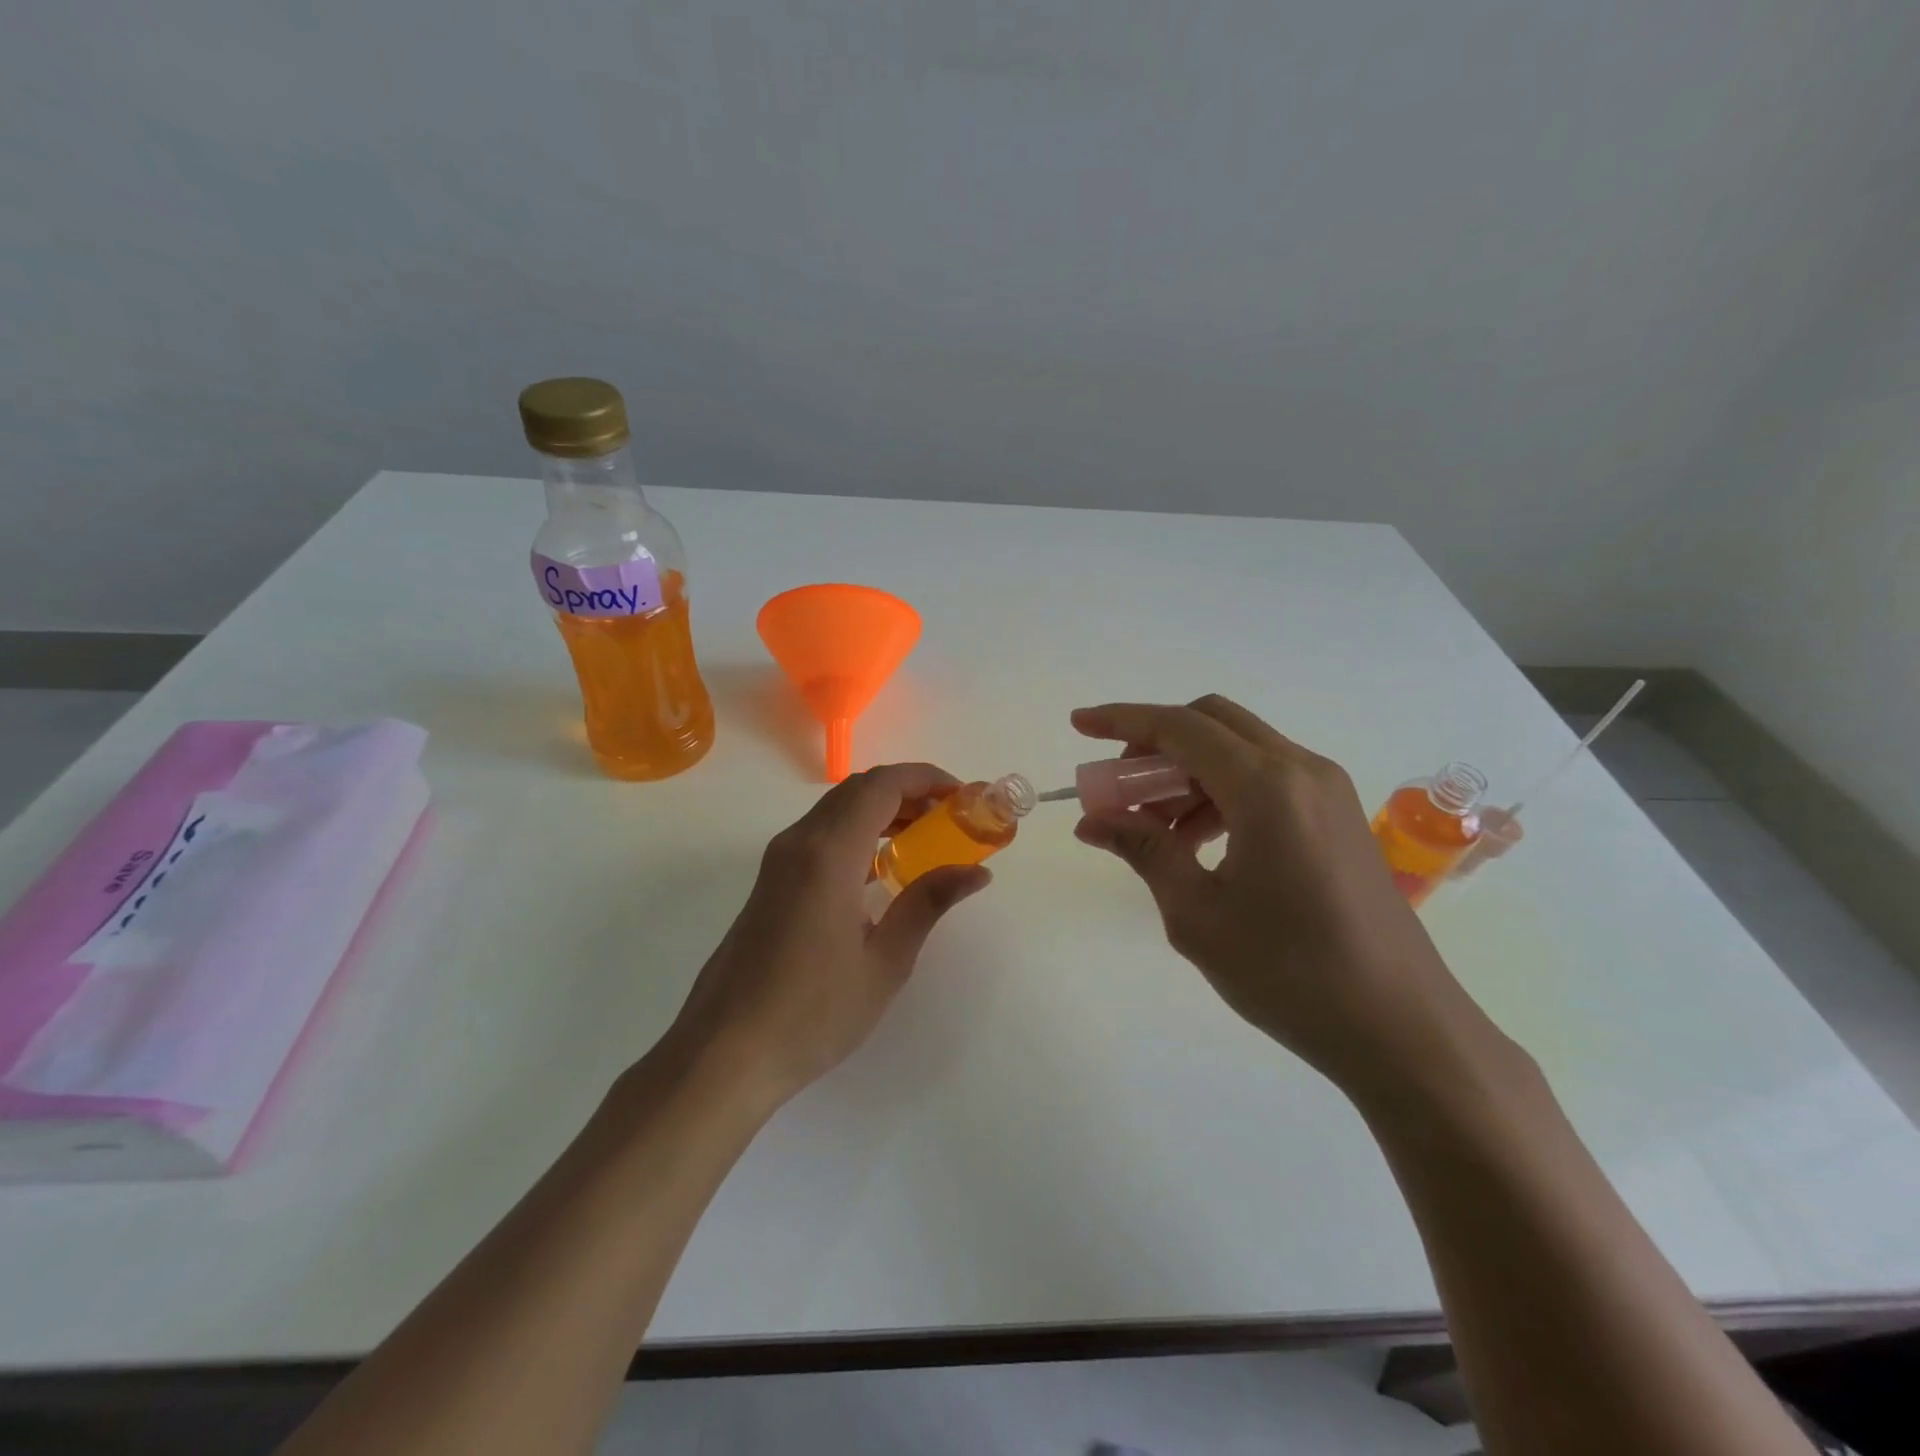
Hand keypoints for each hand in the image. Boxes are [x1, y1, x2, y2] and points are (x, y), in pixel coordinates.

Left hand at [666, 764, 990, 1108]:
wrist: (724, 1053)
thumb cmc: (813, 1012)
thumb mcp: (884, 961)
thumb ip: (928, 903)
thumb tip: (976, 871)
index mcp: (829, 853)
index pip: (882, 785)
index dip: (927, 779)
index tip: (964, 798)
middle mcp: (799, 842)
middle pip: (858, 790)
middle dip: (909, 792)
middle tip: (951, 820)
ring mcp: (778, 861)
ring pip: (837, 810)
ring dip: (882, 812)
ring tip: (925, 840)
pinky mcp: (770, 883)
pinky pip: (820, 836)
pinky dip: (858, 833)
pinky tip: (881, 870)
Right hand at [1070, 696, 1502, 1098]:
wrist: (1402, 1028)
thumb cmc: (1290, 974)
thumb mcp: (1198, 914)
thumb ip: (1144, 850)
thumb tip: (1093, 821)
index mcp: (1266, 787)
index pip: (1179, 728)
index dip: (1122, 720)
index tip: (1078, 724)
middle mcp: (1301, 770)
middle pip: (1212, 722)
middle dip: (1155, 743)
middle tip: (1120, 787)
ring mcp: (1327, 791)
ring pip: (1240, 749)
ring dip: (1187, 771)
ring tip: (1154, 828)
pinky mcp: (1339, 816)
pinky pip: (1267, 778)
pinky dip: (1221, 791)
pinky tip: (1200, 841)